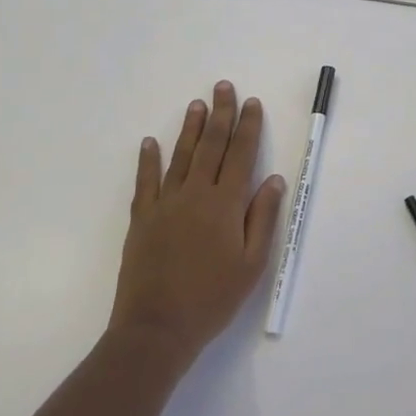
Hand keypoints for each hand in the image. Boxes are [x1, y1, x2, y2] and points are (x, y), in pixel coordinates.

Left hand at [108, 81, 286, 365]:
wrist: (157, 329)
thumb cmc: (213, 298)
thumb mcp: (252, 263)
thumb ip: (263, 217)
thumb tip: (273, 179)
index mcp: (225, 204)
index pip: (241, 154)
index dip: (248, 126)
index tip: (252, 102)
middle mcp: (195, 194)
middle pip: (211, 146)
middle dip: (220, 114)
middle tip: (223, 87)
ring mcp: (165, 204)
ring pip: (180, 156)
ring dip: (190, 128)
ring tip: (197, 104)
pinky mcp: (142, 219)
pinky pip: (146, 181)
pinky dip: (148, 160)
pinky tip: (150, 142)